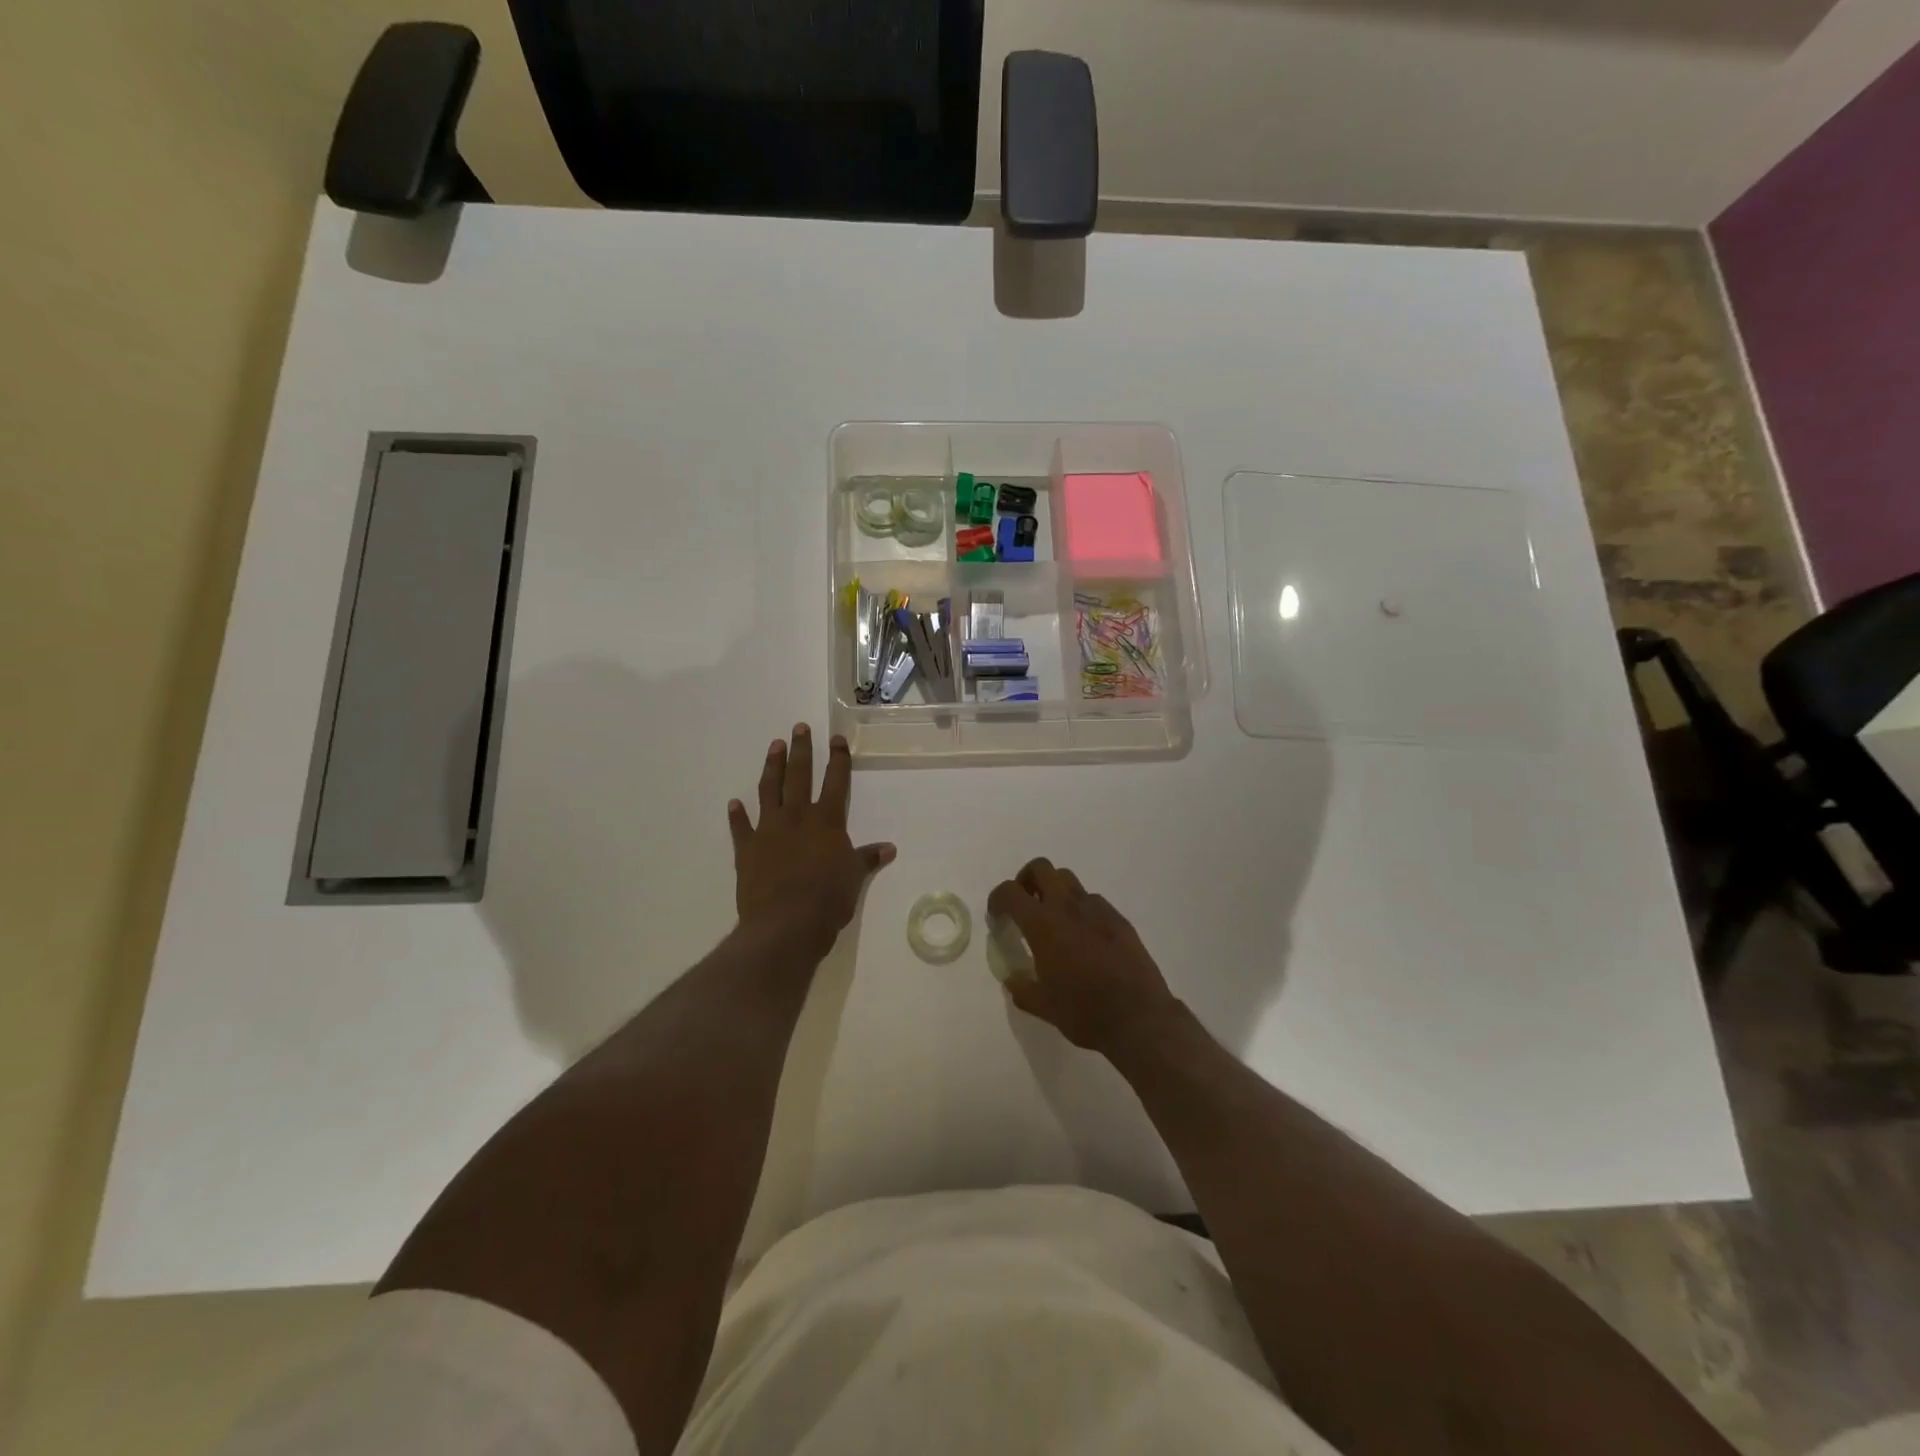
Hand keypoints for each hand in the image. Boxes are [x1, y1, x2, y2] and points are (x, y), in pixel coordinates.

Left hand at [728, 724, 894, 961]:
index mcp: (827, 821)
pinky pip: (740, 827)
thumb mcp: (854, 878)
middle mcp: (797, 817)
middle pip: (799, 775)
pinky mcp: (746, 850)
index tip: (836, 739)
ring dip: (772, 767)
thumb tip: (889, 848)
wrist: (784, 924)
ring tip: (774, 747)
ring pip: (769, 790)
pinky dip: (736, 816)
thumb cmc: (827, 900)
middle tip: (799, 727)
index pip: (836, 782)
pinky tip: (733, 804)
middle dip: (801, 750)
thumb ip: (867, 859)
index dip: (838, 759)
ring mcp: (768, 830)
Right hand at [987, 858, 1182, 1056]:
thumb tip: (1013, 978)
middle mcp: (1068, 907)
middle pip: (1041, 868)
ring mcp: (1097, 909)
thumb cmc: (1084, 1012)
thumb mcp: (1043, 1006)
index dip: (997, 898)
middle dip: (1027, 880)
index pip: (1010, 892)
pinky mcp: (1119, 919)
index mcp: (1043, 925)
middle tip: (1025, 905)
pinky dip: (1081, 909)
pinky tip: (1085, 937)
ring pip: (1069, 880)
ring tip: (1055, 920)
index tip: (997, 915)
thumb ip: (1022, 988)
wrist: (1139, 1018)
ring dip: (1055, 891)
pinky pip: (1093, 901)